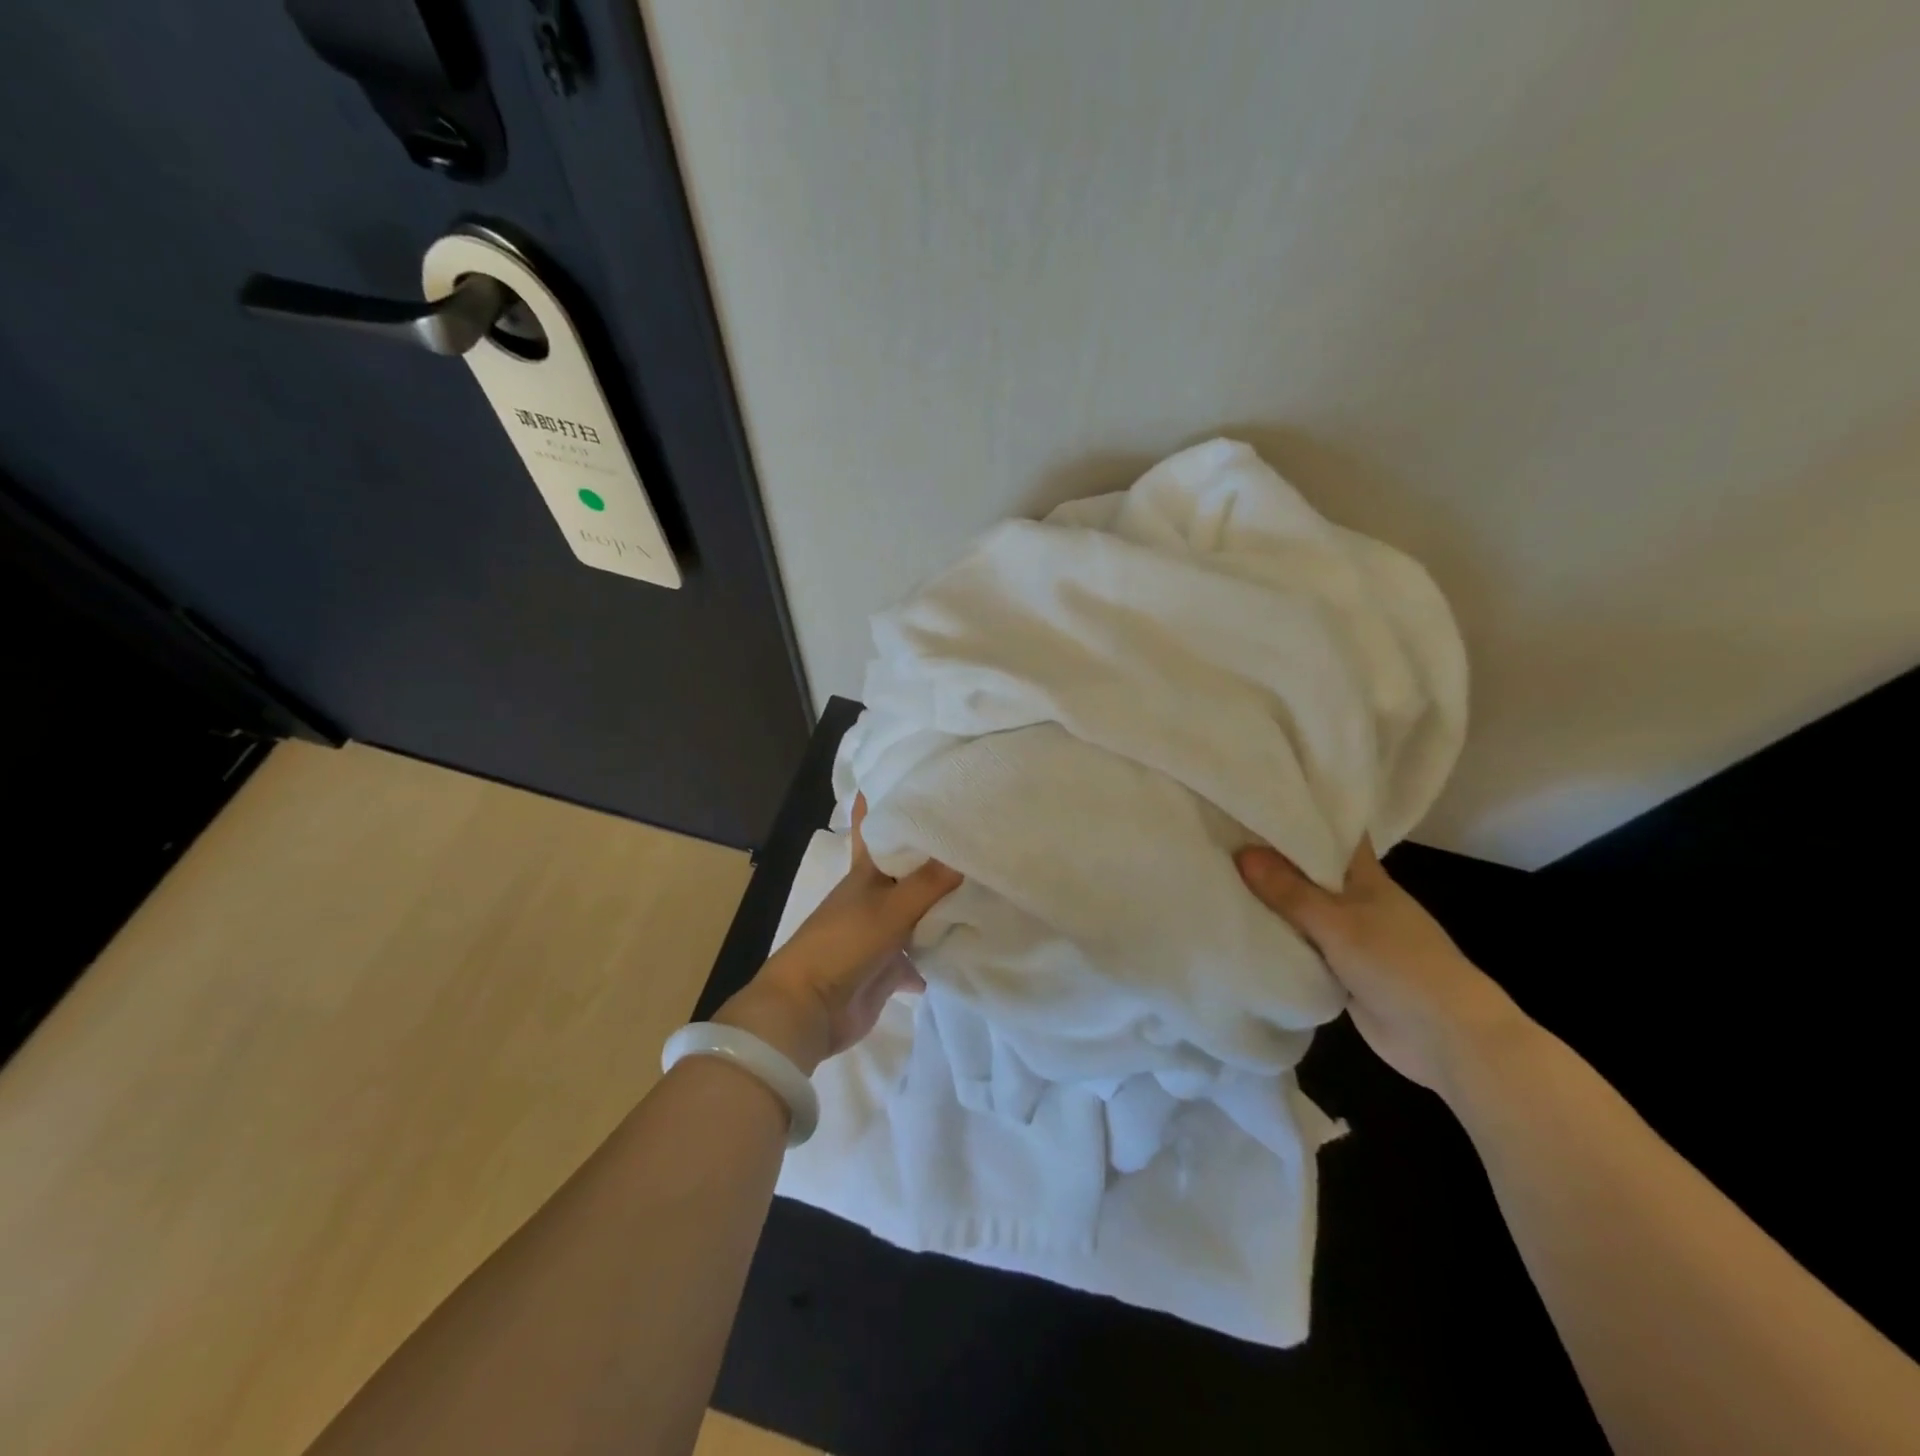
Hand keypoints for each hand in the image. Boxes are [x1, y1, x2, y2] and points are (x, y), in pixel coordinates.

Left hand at [716, 797, 960, 1075]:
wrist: (811, 1009)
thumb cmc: (843, 944)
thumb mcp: (889, 908)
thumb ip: (929, 883)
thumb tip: (966, 850)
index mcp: (866, 874)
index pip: (876, 829)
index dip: (885, 804)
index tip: (909, 777)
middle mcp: (875, 898)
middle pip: (908, 870)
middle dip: (934, 856)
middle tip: (973, 833)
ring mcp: (882, 933)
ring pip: (920, 912)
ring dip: (944, 905)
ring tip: (986, 886)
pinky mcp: (890, 967)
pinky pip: (923, 954)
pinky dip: (941, 954)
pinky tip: (971, 946)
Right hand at [1234, 837, 1524, 1093]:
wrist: (1445, 1038)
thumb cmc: (1398, 964)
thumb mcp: (1337, 923)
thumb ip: (1289, 891)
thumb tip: (1241, 852)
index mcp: (1366, 877)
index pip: (1334, 834)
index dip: (1303, 815)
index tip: (1261, 799)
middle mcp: (1356, 900)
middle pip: (1310, 871)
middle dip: (1272, 858)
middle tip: (1222, 836)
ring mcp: (1349, 937)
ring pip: (1302, 910)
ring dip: (1271, 902)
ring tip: (1218, 875)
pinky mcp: (1340, 970)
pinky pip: (1301, 946)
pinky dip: (1278, 938)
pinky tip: (1240, 927)